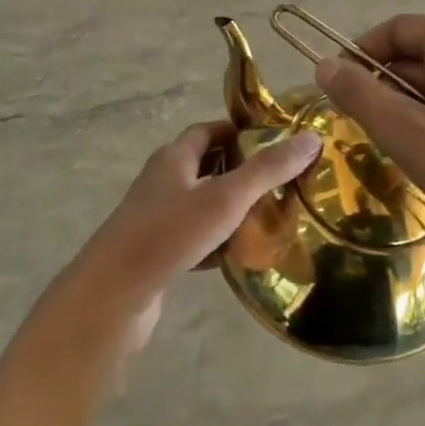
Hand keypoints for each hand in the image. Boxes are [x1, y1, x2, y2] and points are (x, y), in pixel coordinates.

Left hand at [51, 122, 320, 353]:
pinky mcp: (156, 252)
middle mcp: (162, 181)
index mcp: (174, 157)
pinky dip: (217, 243)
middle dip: (242, 172)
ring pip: (201, 205)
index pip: (209, 130)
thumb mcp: (226, 197)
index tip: (277, 143)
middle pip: (206, 167)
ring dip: (231, 210)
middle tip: (282, 184)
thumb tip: (311, 138)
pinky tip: (240, 257)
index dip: (241, 131)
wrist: (113, 294)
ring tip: (271, 220)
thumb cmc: (169, 233)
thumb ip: (268, 169)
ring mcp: (156, 218)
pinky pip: (194, 239)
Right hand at [313, 15, 424, 281]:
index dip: (358, 55)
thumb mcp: (407, 133)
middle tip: (363, 130)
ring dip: (407, 111)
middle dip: (384, 89)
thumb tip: (323, 65)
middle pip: (415, 56)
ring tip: (397, 150)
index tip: (333, 90)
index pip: (395, 30)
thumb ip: (360, 95)